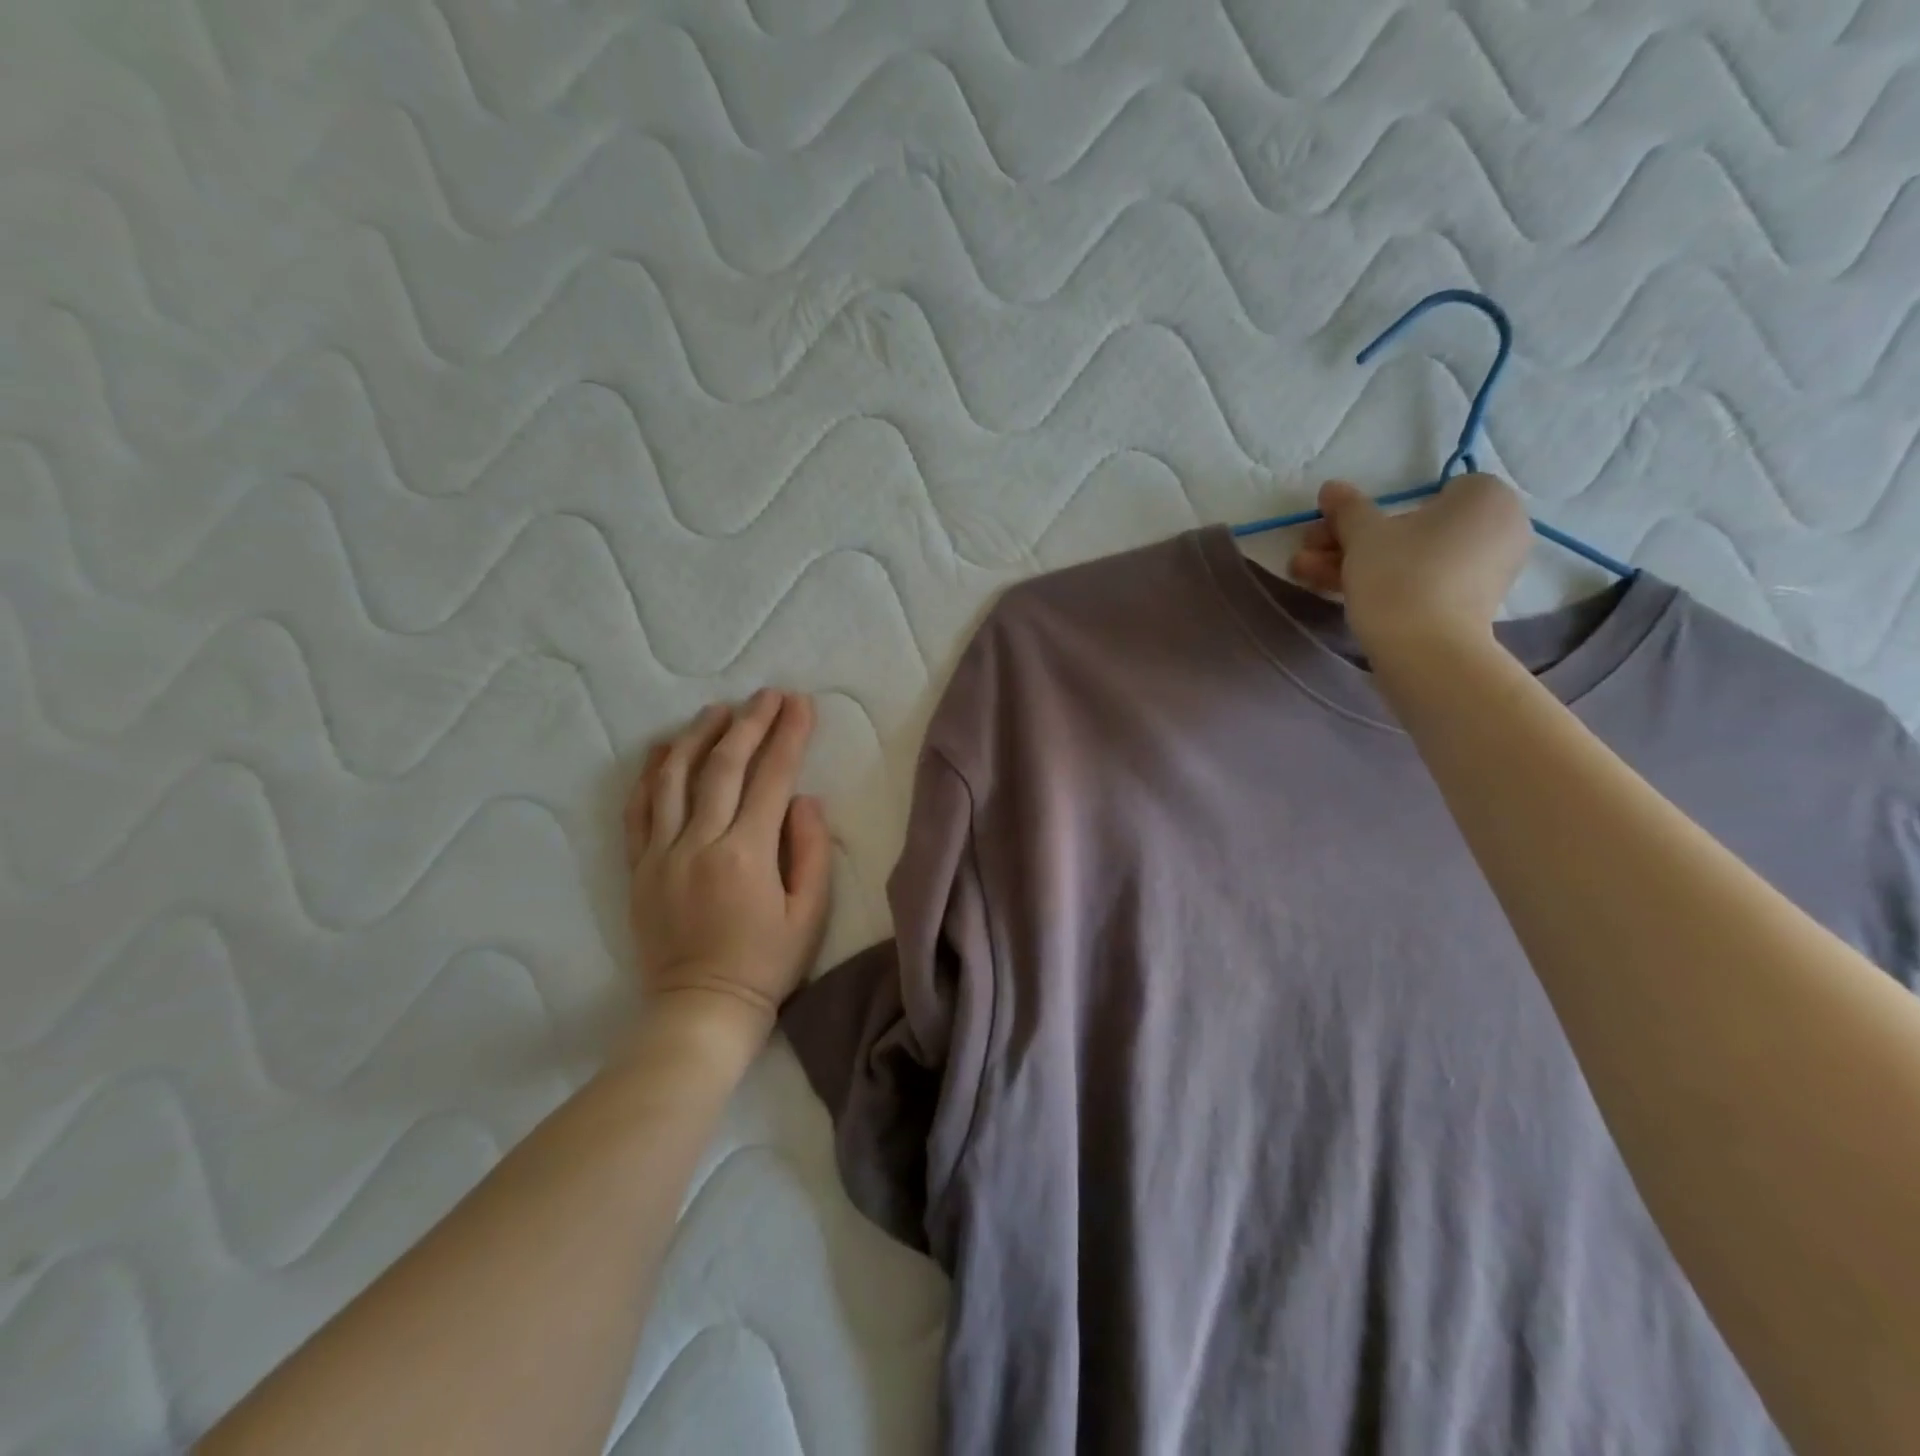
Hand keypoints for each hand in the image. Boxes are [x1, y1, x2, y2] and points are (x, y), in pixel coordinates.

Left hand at [626, 691, 832, 1034]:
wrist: (699, 1010)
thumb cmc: (766, 964)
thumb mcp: (809, 914)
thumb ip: (811, 851)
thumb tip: (804, 799)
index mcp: (747, 854)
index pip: (772, 778)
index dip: (788, 735)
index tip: (800, 704)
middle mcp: (700, 843)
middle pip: (723, 766)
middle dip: (749, 723)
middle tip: (768, 695)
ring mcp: (661, 853)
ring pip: (674, 777)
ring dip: (697, 735)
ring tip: (718, 710)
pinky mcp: (638, 868)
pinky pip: (638, 809)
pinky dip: (650, 773)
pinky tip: (663, 749)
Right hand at [1289, 474, 1530, 654]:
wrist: (1426, 651)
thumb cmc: (1400, 576)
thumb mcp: (1363, 535)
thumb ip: (1347, 508)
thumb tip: (1331, 487)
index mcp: (1485, 497)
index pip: (1426, 492)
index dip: (1377, 510)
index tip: (1339, 528)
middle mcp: (1497, 528)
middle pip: (1411, 528)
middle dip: (1354, 541)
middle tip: (1310, 551)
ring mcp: (1485, 571)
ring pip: (1410, 558)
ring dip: (1356, 564)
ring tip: (1303, 574)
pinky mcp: (1469, 605)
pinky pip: (1423, 582)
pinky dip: (1386, 584)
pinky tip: (1336, 592)